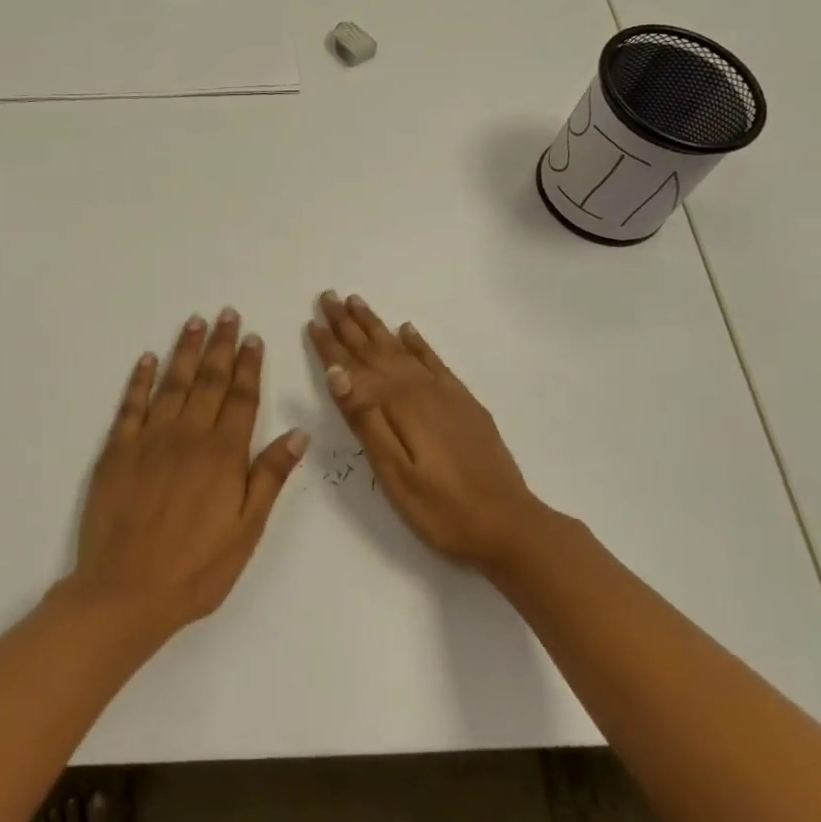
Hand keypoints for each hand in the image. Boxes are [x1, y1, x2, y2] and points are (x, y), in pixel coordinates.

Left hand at [69, 310, 307, 635]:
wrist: (125, 592)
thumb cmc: (196, 568)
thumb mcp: (246, 530)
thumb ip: (269, 477)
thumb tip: (298, 433)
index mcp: (223, 454)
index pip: (242, 398)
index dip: (249, 366)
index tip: (253, 338)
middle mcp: (188, 436)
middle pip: (209, 381)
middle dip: (220, 345)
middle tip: (227, 314)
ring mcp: (149, 440)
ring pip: (172, 384)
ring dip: (185, 351)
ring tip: (194, 323)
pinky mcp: (116, 451)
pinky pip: (130, 405)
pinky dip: (140, 380)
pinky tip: (147, 359)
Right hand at [309, 292, 552, 572]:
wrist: (508, 525)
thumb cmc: (441, 509)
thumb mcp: (394, 472)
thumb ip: (365, 420)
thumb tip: (337, 371)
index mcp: (398, 406)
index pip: (354, 368)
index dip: (331, 345)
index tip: (312, 320)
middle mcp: (420, 389)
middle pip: (377, 349)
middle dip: (350, 324)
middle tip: (328, 296)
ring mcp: (445, 394)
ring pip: (402, 349)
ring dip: (378, 326)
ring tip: (359, 302)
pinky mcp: (464, 404)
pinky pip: (435, 361)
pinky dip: (419, 343)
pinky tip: (408, 330)